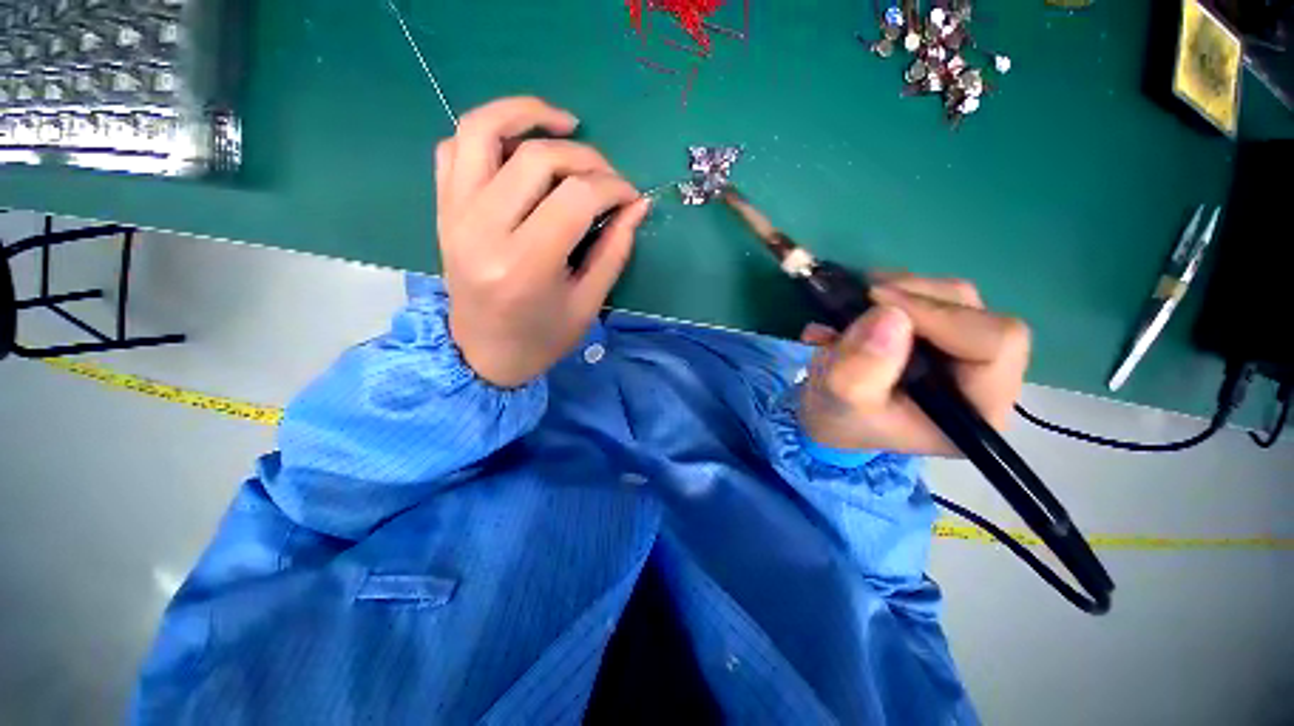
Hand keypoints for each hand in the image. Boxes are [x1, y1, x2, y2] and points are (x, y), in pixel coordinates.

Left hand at [435, 97, 651, 387]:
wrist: (483, 354)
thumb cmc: (542, 339)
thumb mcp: (588, 303)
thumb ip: (615, 250)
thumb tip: (638, 206)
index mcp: (525, 264)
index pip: (577, 197)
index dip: (613, 187)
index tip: (631, 196)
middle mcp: (483, 230)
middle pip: (538, 159)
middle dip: (586, 158)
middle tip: (608, 177)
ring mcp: (455, 214)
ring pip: (482, 130)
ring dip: (526, 113)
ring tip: (562, 123)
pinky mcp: (444, 210)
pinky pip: (455, 148)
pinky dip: (488, 133)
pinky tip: (517, 147)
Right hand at [798, 275, 1030, 455]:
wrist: (833, 422)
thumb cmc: (844, 421)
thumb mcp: (843, 403)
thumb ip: (862, 369)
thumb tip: (888, 314)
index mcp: (978, 408)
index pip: (995, 343)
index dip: (940, 314)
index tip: (877, 301)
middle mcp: (985, 377)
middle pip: (975, 313)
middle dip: (914, 297)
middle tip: (861, 295)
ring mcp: (965, 352)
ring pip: (953, 298)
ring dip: (899, 292)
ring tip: (851, 303)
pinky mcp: (943, 335)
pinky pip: (930, 297)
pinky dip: (892, 293)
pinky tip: (858, 306)